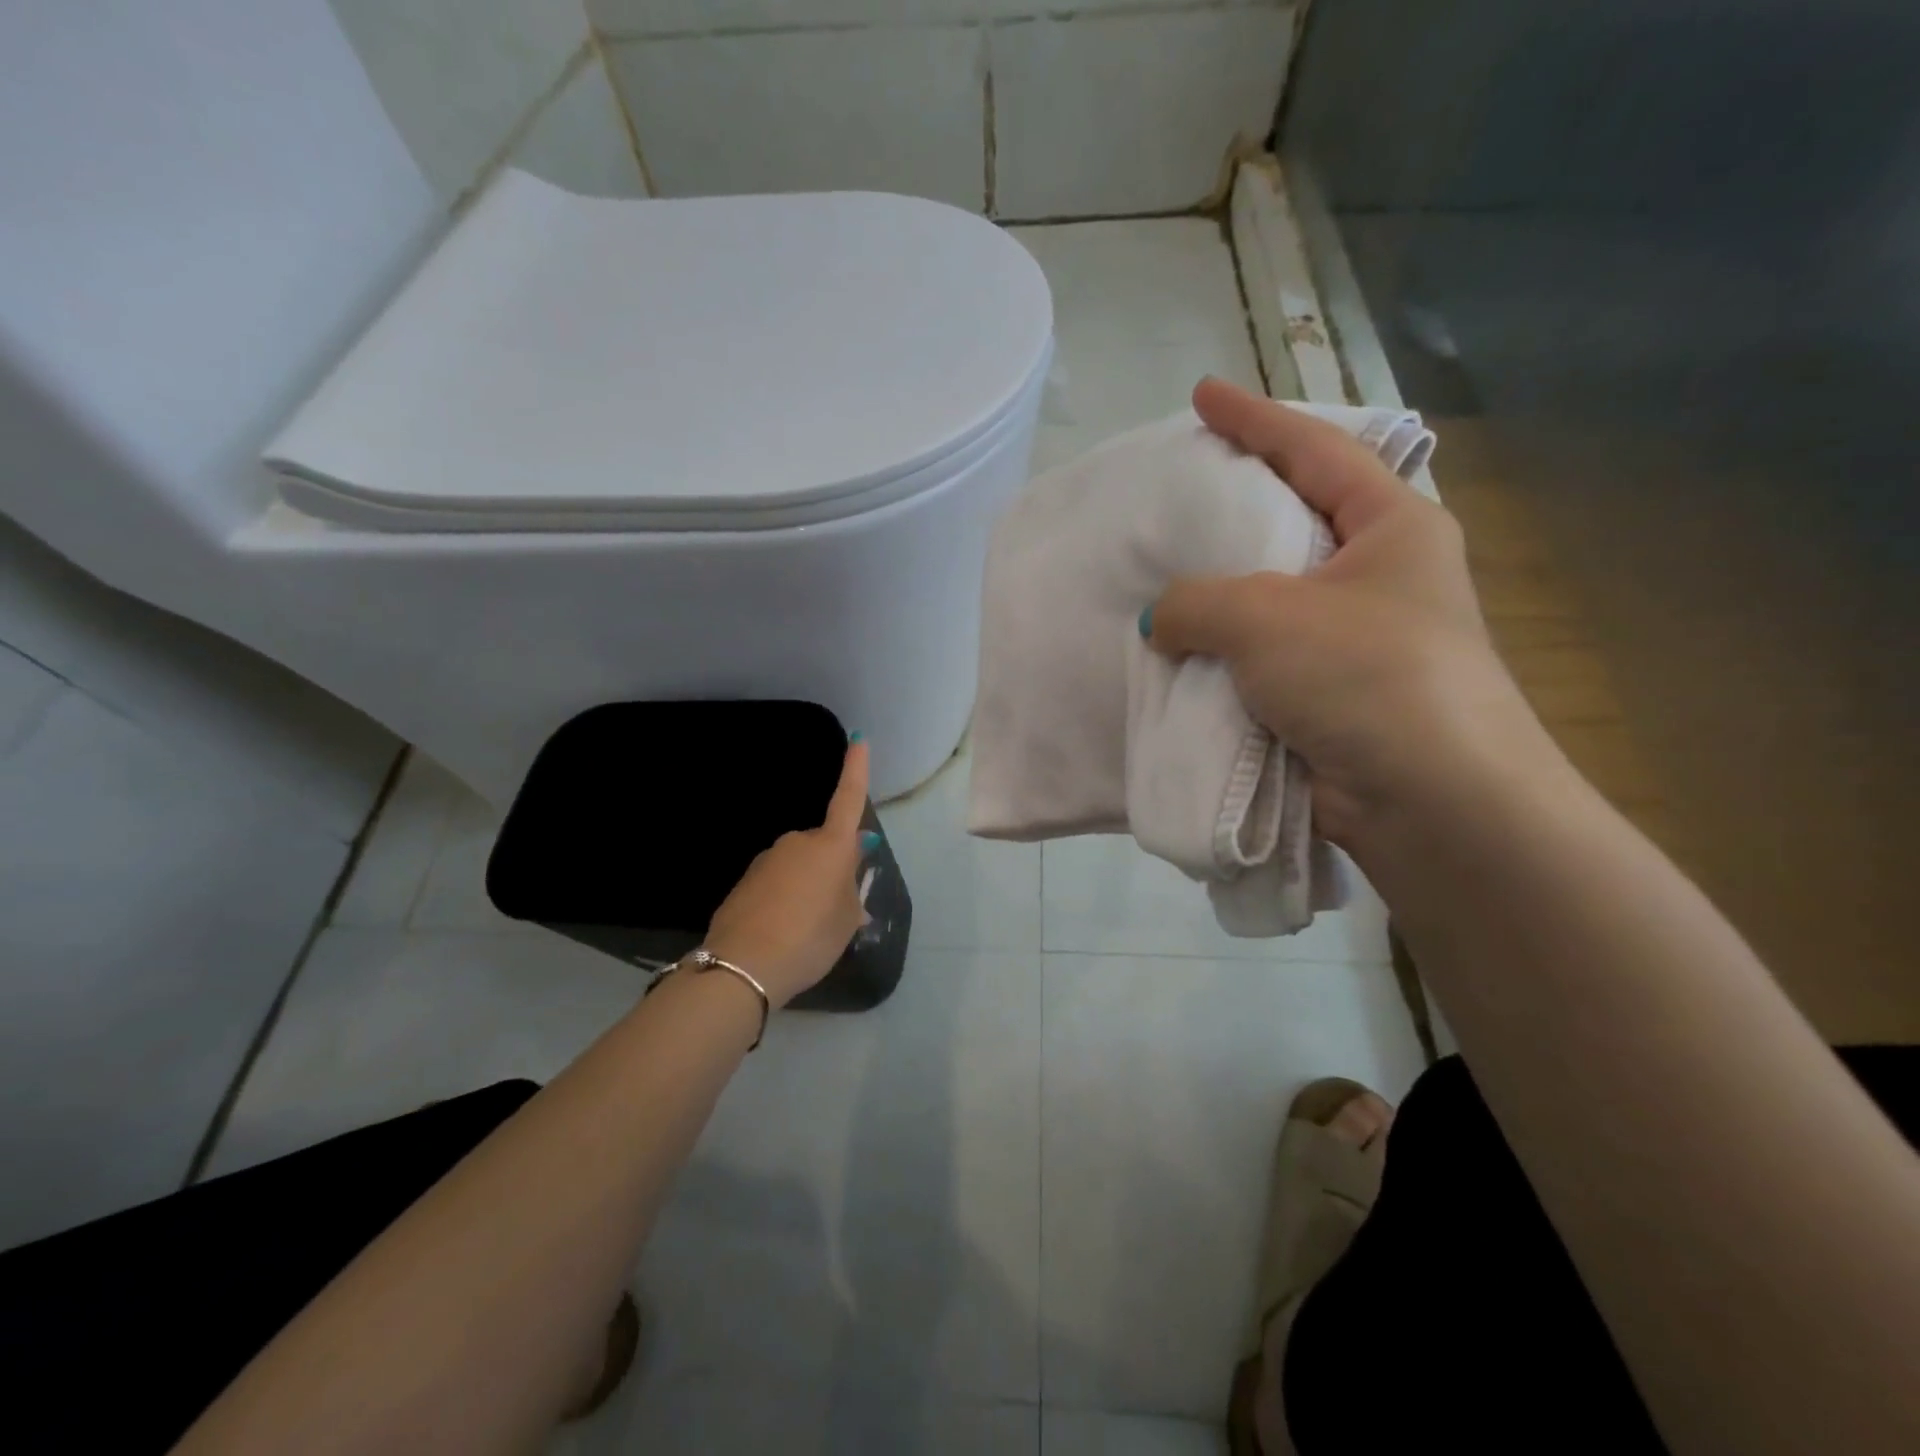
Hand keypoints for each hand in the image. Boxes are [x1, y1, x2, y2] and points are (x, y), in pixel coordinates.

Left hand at [702, 740, 873, 1007]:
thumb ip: (850, 892)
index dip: (856, 770)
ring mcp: (767, 860)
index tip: (858, 738)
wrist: (744, 966)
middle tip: (835, 910)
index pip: (848, 799)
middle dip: (831, 869)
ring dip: (806, 888)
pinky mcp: (744, 882)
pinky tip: (781, 933)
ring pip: (798, 868)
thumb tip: (846, 877)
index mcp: (830, 846)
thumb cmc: (810, 937)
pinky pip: (775, 885)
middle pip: (823, 847)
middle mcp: (797, 843)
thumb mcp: (846, 920)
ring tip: (806, 930)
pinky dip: (783, 901)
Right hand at [1143, 378, 1553, 847]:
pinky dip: (1217, 653)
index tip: (1202, 394)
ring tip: (1157, 572)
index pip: (1315, 450)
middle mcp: (1377, 576)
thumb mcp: (1267, 616)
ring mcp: (1352, 638)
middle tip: (1174, 490)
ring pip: (1266, 597)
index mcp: (1391, 527)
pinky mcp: (1326, 694)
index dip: (1255, 418)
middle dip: (1234, 504)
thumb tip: (1160, 621)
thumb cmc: (1364, 675)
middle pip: (1292, 520)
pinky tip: (1173, 648)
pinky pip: (1257, 657)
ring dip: (1216, 592)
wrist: (1427, 800)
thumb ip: (1196, 601)